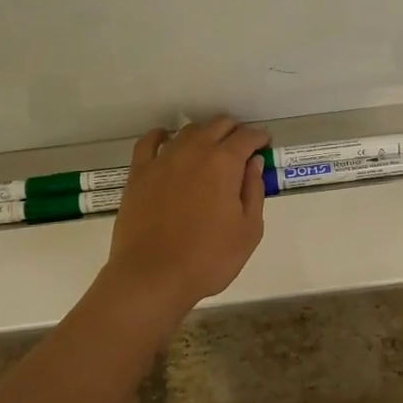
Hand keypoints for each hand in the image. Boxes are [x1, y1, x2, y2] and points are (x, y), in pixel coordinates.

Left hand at [99, 116, 267, 319]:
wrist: (153, 276)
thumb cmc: (208, 258)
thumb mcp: (248, 230)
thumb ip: (254, 191)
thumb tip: (253, 163)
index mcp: (224, 163)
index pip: (247, 137)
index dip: (259, 138)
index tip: (264, 144)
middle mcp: (194, 151)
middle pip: (218, 125)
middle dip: (234, 131)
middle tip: (241, 148)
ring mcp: (163, 159)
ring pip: (187, 131)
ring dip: (204, 134)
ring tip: (209, 149)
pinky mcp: (139, 173)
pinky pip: (149, 142)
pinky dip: (162, 136)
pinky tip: (166, 140)